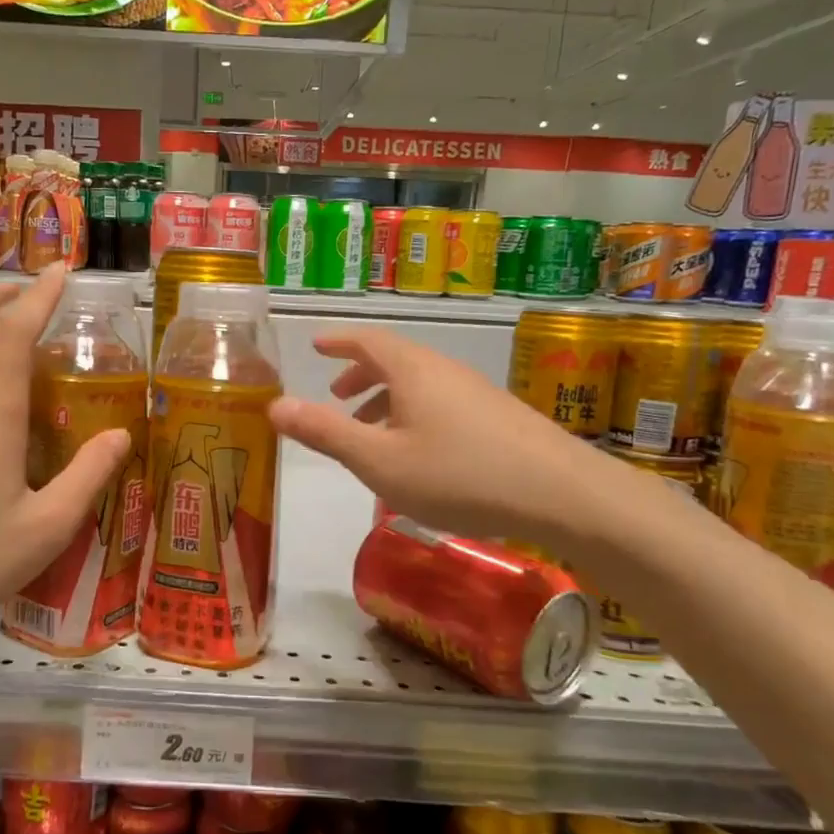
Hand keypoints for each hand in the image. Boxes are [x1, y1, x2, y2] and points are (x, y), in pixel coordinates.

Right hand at [268, 327, 593, 539]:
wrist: (559, 492)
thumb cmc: (457, 474)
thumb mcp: (379, 460)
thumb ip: (326, 433)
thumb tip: (274, 405)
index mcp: (412, 371)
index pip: (368, 341)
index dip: (339, 341)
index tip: (317, 344)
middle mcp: (444, 370)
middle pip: (395, 360)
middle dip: (361, 374)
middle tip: (337, 396)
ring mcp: (476, 391)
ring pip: (420, 384)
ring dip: (387, 398)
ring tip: (370, 430)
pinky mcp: (498, 416)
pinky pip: (442, 403)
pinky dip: (414, 414)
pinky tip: (418, 454)